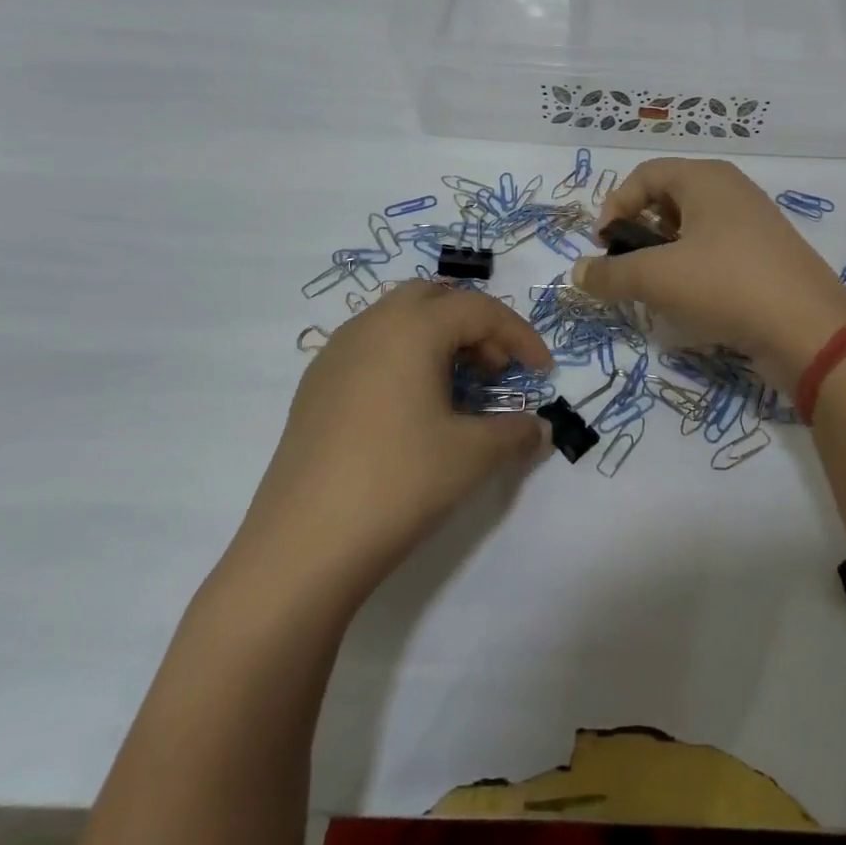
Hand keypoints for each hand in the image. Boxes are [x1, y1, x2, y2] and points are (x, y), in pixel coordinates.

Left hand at [223, 282, 553, 603]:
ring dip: (437, 338)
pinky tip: (411, 408)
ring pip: (397, 319)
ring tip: (457, 389)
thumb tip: (540, 428)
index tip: (543, 371)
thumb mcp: (473, 456)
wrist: (303, 546)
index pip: (480, 310)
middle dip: (474, 324)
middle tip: (495, 369)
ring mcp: (335, 354)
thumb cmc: (399, 483)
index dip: (520, 335)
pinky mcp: (315, 386)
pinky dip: (403, 357)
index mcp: (412, 328)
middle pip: (434, 298)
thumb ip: (516, 432)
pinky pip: (370, 347)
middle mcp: (371, 326)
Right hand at [570, 159, 845, 393]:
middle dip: (639, 234)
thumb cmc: (726, 284)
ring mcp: (754, 225)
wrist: (809, 330)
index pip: (644, 175)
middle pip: (668, 200)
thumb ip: (610, 275)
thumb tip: (577, 274)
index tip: (603, 246)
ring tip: (656, 291)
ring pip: (693, 231)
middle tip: (629, 269)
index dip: (614, 206)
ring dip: (665, 257)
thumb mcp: (657, 278)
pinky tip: (692, 305)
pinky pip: (717, 254)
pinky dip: (695, 273)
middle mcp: (731, 191)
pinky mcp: (767, 258)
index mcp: (706, 178)